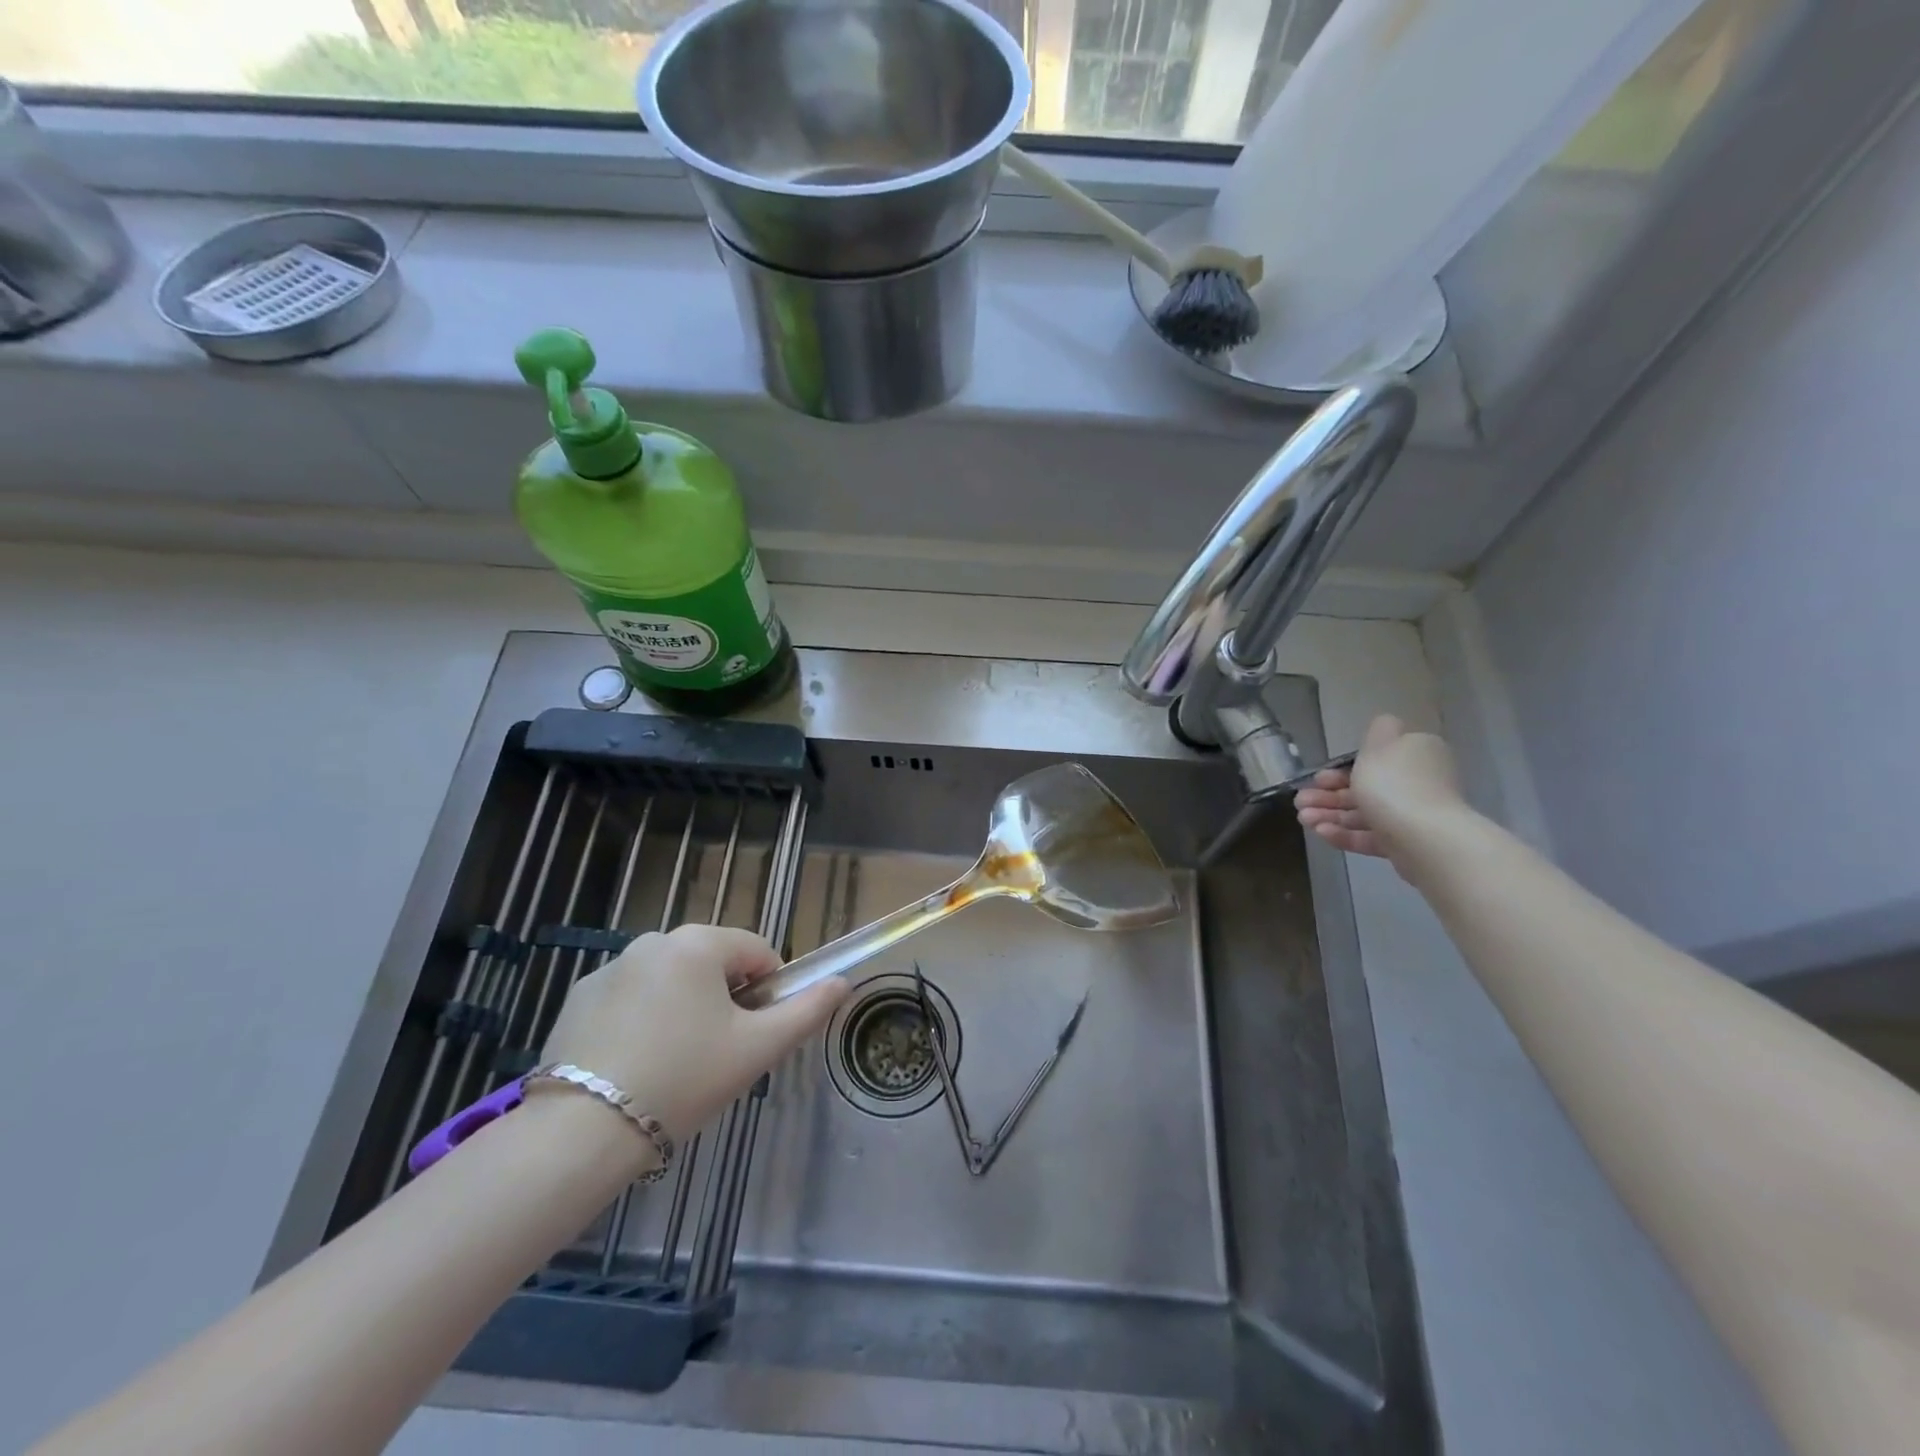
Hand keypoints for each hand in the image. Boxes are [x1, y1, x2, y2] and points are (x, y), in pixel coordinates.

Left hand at [539, 925, 847, 1143]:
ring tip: (672, 1064)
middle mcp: (654, 940)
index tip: (753, 1035)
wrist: (582, 1132)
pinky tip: (633, 1064)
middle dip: (724, 1000)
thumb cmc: (684, 1079)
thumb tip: (842, 982)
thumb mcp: (757, 1048)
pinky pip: (630, 997)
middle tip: (716, 1054)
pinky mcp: (578, 997)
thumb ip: (807, 1010)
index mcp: (700, 943)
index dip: (767, 992)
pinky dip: (642, 1019)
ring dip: (683, 1008)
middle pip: (712, 963)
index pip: (757, 951)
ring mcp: (611, 967)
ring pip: (671, 980)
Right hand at [1294, 714, 1463, 869]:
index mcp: (1415, 755)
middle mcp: (1417, 783)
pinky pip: (1371, 836)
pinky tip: (1320, 832)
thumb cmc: (1394, 784)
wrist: (1424, 837)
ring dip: (1330, 815)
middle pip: (1365, 787)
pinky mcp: (1406, 843)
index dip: (1340, 769)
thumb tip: (1384, 726)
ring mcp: (1412, 816)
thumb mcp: (1379, 745)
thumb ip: (1378, 730)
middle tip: (1300, 802)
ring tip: (1304, 819)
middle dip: (1328, 795)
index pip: (1375, 759)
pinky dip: (1346, 834)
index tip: (1316, 778)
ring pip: (1364, 813)